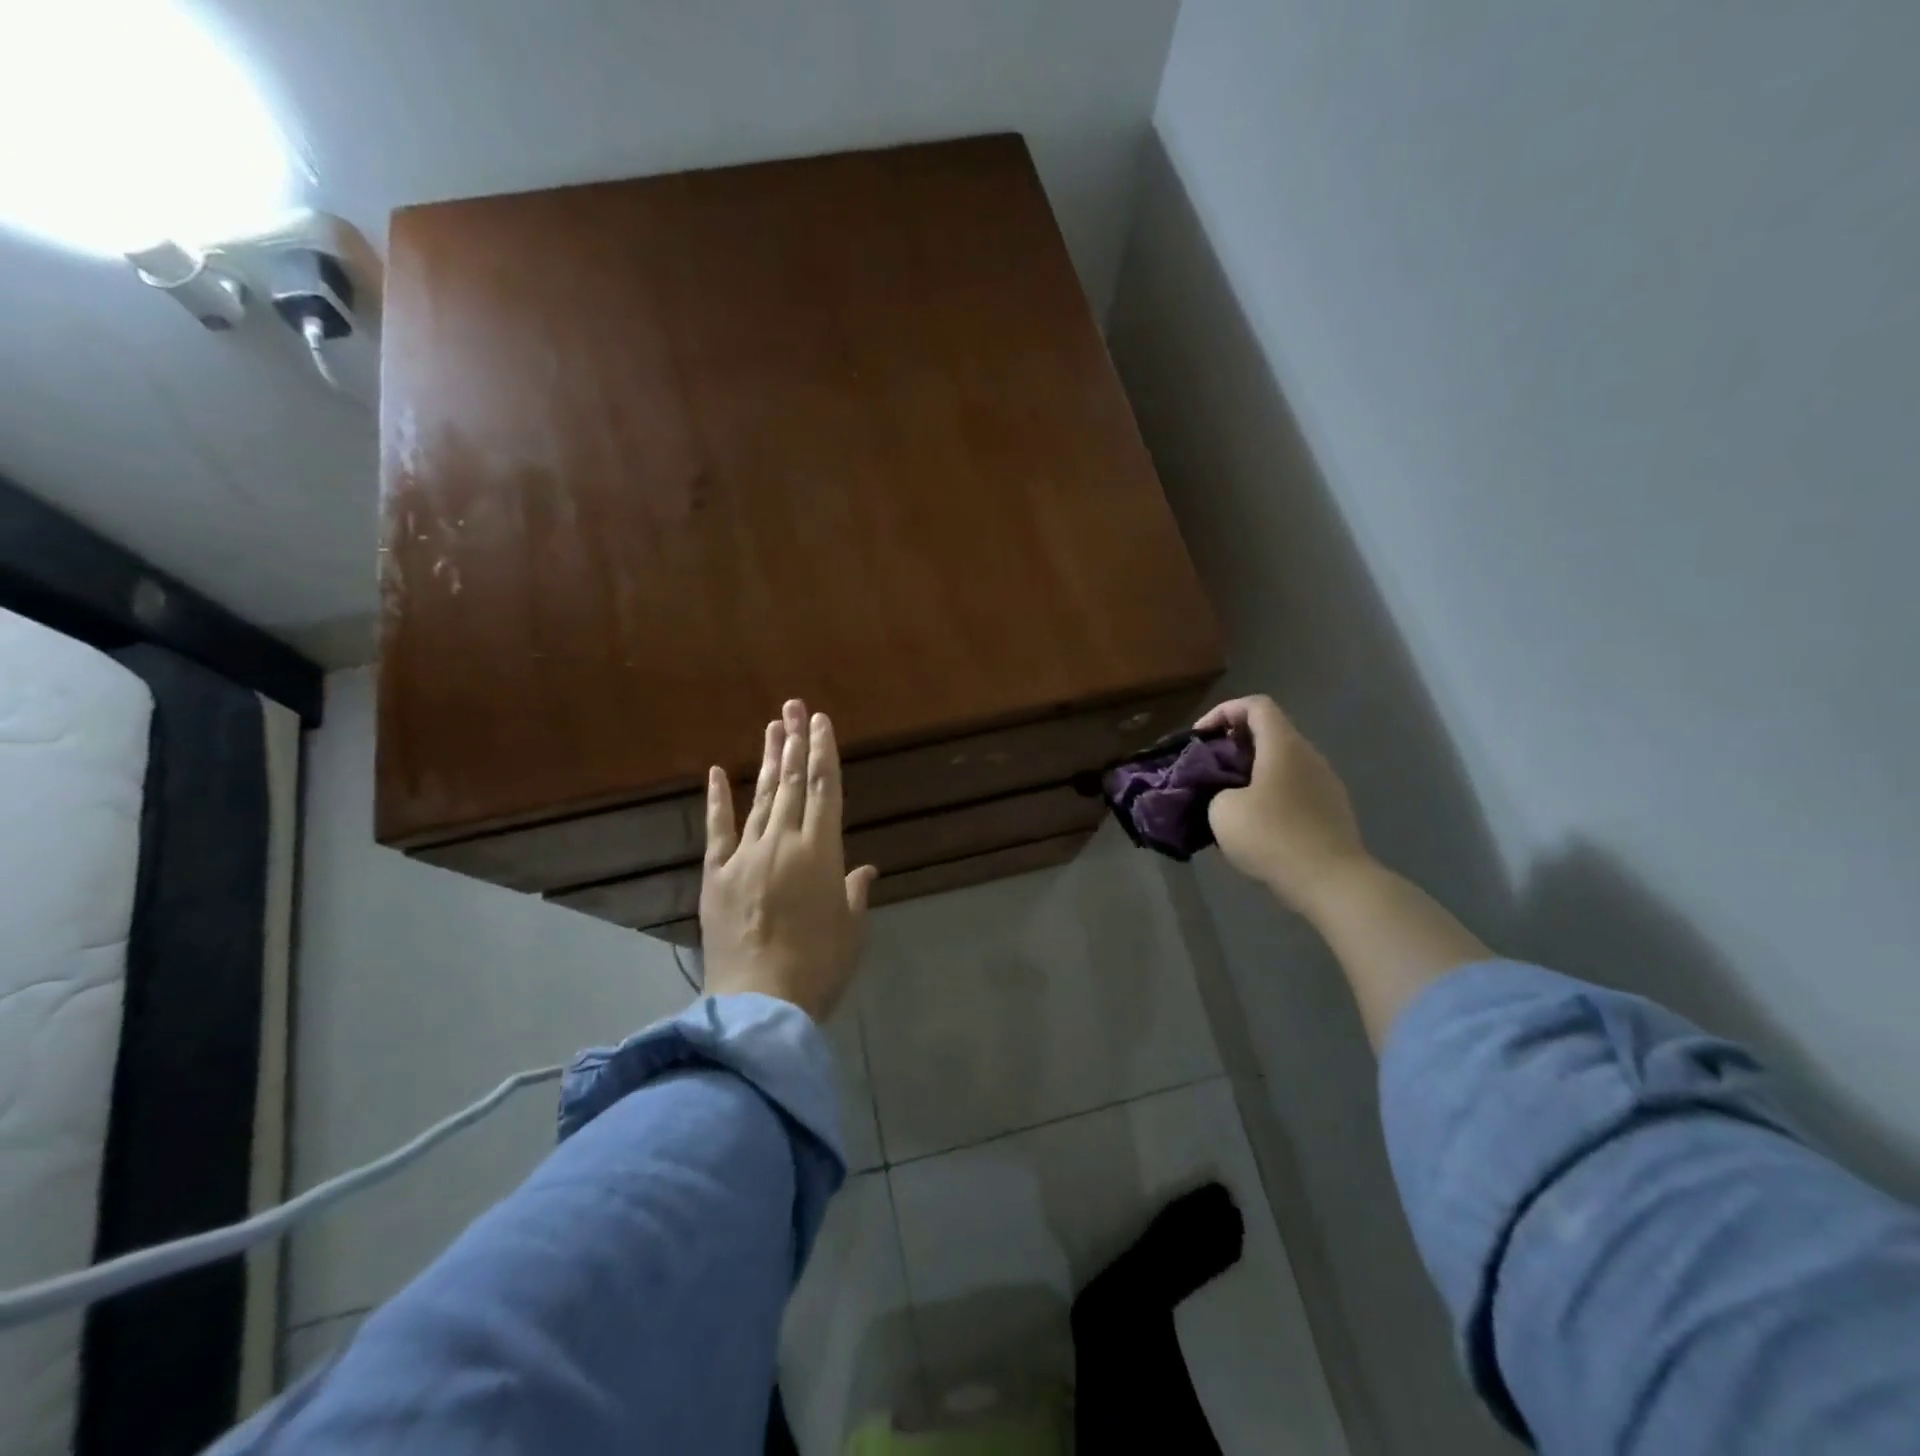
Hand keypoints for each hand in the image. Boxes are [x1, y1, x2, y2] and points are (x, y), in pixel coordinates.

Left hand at [700, 699, 878, 1021]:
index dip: (824, 752)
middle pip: (792, 783)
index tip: (821, 722)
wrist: (759, 1004)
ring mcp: (745, 856)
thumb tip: (863, 868)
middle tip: (795, 707)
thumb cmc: (818, 968)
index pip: (825, 790)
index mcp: (821, 852)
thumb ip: (855, 892)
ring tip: (773, 726)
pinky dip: (718, 800)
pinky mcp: (716, 876)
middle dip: (795, 742)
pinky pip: (718, 830)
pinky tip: (720, 771)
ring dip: (769, 760)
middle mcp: (783, 843)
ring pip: (761, 798)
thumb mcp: (850, 930)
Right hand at [1196, 695, 1370, 914]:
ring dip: (1251, 772)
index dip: (1223, 712)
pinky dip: (1269, 794)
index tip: (1200, 738)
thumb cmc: (1272, 835)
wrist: (1332, 882)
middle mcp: (1309, 756)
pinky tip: (1254, 824)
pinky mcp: (1332, 811)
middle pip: (1270, 733)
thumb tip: (1226, 794)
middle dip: (1234, 745)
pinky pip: (1294, 789)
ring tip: (1226, 798)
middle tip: (1208, 769)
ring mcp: (1325, 783)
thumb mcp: (1222, 810)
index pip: (1255, 705)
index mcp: (1283, 745)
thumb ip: (1216, 789)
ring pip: (1282, 763)